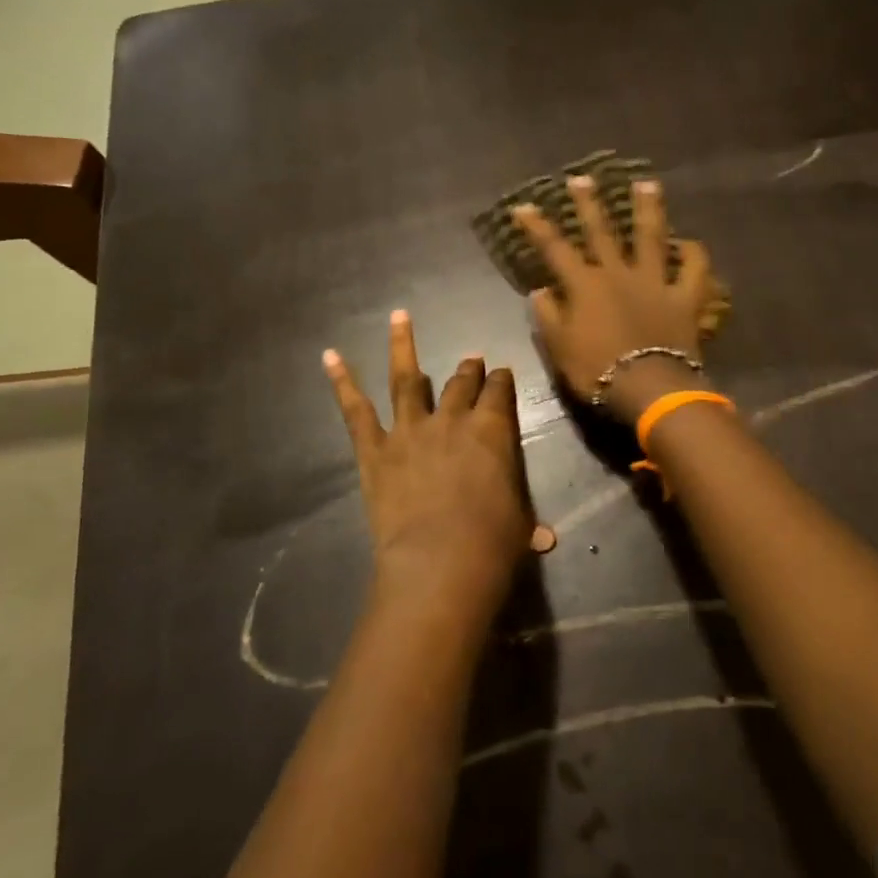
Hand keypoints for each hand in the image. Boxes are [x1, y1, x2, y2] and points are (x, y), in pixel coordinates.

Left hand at [323, 310, 533, 636]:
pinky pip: (355, 411)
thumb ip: (528, 525)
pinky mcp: (375, 450)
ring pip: (407, 379)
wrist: (440, 562)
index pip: (500, 392)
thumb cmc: (493, 544)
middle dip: (468, 369)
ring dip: (403, 346)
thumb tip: (546, 539)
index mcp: (493, 430)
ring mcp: (410, 430)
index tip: (502, 374)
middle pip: (460, 383)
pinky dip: (342, 382)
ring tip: (398, 316)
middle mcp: (452, 419)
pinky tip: (330, 356)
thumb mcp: (520, 527)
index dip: (501, 381)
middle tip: (470, 358)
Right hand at [515, 174, 715, 423]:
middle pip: (602, 232)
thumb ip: (548, 316)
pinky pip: (694, 271)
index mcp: (585, 286)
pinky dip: (694, 255)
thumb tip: (540, 290)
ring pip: (651, 237)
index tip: (524, 206)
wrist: (648, 387)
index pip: (555, 249)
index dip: (538, 227)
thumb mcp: (560, 348)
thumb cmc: (597, 371)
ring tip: (647, 184)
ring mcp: (655, 281)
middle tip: (583, 178)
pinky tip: (690, 243)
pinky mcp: (685, 297)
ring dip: (648, 209)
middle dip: (589, 204)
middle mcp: (619, 273)